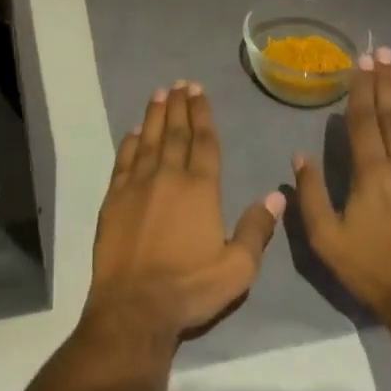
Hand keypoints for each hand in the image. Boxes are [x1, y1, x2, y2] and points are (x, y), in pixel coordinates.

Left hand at [86, 80, 286, 346]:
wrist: (134, 307)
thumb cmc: (190, 288)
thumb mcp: (237, 269)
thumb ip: (256, 230)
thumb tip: (276, 195)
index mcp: (200, 189)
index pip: (204, 142)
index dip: (203, 114)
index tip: (199, 91)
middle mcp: (168, 177)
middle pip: (176, 133)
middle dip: (180, 106)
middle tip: (180, 83)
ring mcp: (138, 185)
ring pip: (149, 140)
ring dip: (155, 115)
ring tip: (160, 93)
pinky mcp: (114, 198)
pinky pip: (124, 161)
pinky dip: (130, 142)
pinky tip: (133, 132)